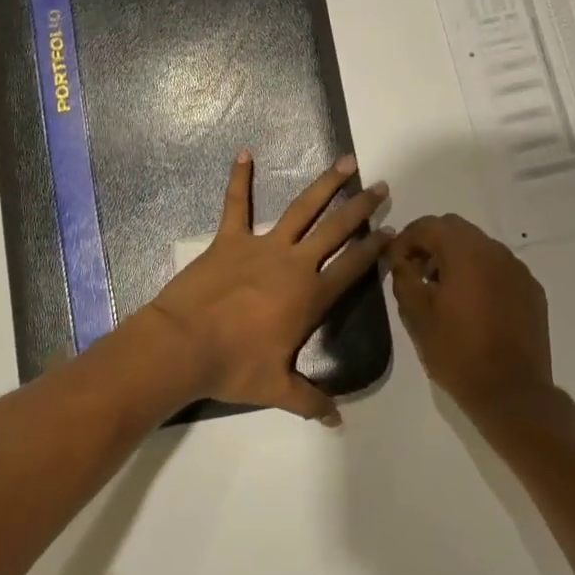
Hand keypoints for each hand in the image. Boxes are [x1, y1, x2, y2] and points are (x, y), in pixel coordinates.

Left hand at [139, 152, 390, 423]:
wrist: (182, 346)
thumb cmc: (232, 366)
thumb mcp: (275, 389)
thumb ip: (309, 402)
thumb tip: (336, 420)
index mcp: (310, 296)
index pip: (352, 266)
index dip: (374, 248)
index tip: (392, 230)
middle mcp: (293, 263)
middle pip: (336, 229)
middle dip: (361, 207)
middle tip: (381, 186)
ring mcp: (261, 246)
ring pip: (301, 209)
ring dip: (324, 185)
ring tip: (345, 162)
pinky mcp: (228, 239)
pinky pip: (235, 204)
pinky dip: (239, 179)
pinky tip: (244, 153)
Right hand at [385, 215, 553, 415]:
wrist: (511, 392)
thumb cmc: (457, 352)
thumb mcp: (417, 315)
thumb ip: (404, 278)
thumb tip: (401, 260)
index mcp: (466, 252)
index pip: (429, 225)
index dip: (406, 239)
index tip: (394, 262)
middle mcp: (496, 251)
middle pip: (456, 230)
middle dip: (432, 244)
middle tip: (417, 273)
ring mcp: (519, 270)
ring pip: (480, 247)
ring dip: (457, 258)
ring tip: (443, 291)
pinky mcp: (532, 291)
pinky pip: (500, 269)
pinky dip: (481, 275)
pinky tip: (473, 305)